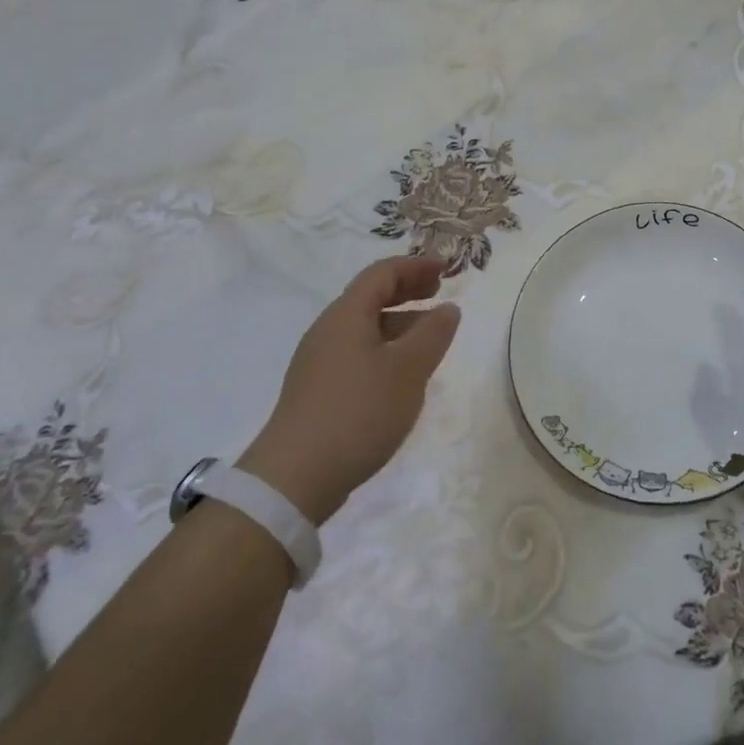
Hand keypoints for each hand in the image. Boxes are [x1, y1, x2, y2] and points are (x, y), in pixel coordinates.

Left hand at [238, 256, 460, 523]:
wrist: (295, 477)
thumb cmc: (358, 412)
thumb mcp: (408, 371)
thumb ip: (433, 334)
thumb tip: (448, 308)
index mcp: (347, 315)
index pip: (382, 273)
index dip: (416, 266)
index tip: (446, 270)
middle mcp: (328, 330)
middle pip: (370, 296)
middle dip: (407, 290)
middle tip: (439, 293)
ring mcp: (319, 362)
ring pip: (365, 327)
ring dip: (399, 322)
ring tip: (430, 337)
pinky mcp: (318, 390)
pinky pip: (358, 352)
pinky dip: (386, 348)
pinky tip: (402, 375)